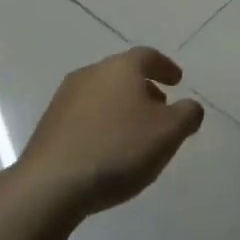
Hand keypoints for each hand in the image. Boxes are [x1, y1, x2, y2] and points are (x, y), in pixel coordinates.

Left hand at [19, 47, 204, 217]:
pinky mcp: (49, 124)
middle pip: (122, 74)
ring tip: (135, 133)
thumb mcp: (169, 132)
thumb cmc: (119, 149)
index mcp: (120, 68)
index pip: (147, 56)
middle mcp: (90, 74)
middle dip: (144, 88)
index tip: (177, 81)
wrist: (52, 184)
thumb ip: (188, 114)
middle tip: (160, 108)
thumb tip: (189, 106)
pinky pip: (85, 116)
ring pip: (102, 94)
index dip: (165, 67)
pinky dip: (102, 123)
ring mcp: (64, 98)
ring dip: (122, 107)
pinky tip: (108, 149)